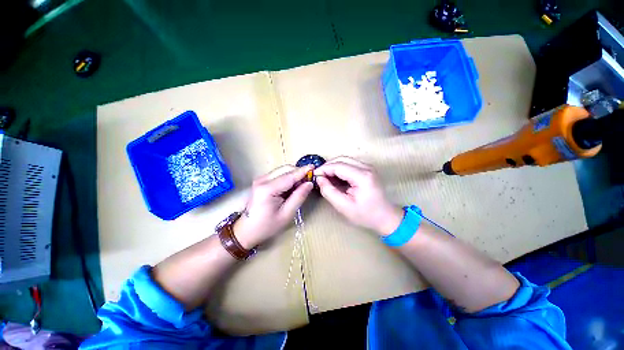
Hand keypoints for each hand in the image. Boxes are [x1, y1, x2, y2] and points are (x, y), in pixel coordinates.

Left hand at [234, 165, 313, 248]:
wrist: (246, 231)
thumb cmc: (267, 226)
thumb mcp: (286, 214)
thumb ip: (299, 197)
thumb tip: (309, 183)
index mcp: (267, 189)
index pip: (289, 176)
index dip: (303, 171)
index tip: (314, 167)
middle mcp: (262, 180)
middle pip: (285, 169)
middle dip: (299, 172)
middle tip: (309, 180)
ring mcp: (261, 179)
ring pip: (282, 171)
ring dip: (294, 175)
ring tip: (302, 185)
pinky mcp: (261, 181)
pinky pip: (278, 175)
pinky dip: (288, 178)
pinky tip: (292, 186)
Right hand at [314, 157, 402, 235]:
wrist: (386, 217)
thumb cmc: (366, 215)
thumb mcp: (344, 207)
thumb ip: (329, 192)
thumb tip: (319, 179)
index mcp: (362, 176)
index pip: (338, 166)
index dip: (324, 169)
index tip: (314, 175)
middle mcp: (366, 167)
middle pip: (342, 159)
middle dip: (328, 166)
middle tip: (319, 177)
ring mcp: (368, 167)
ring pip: (345, 160)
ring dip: (333, 167)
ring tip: (325, 178)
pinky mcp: (367, 169)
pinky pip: (349, 164)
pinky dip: (339, 169)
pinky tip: (335, 178)